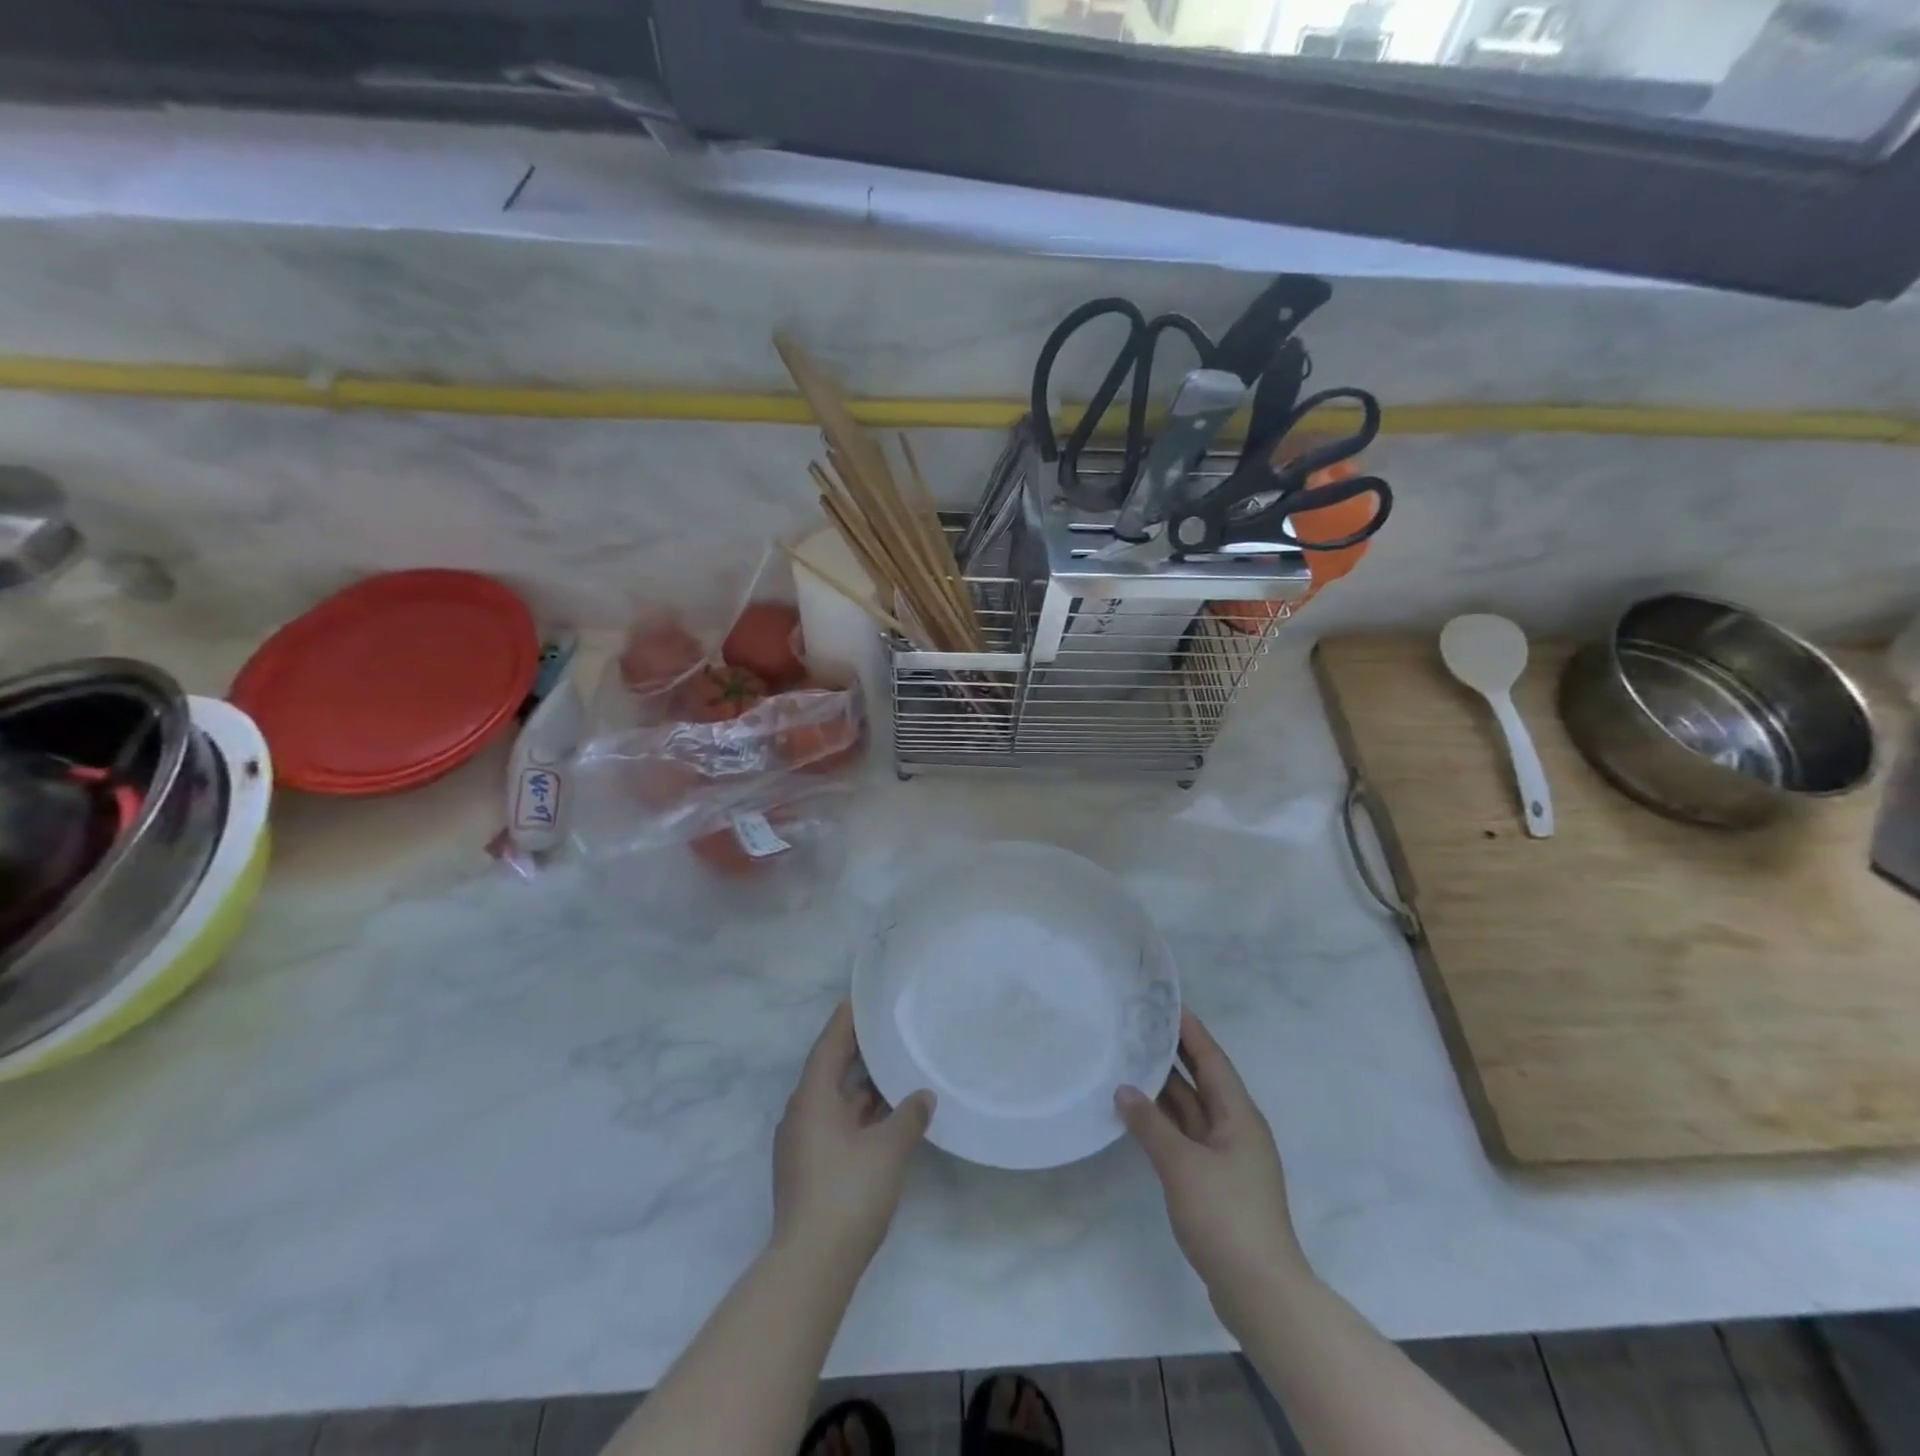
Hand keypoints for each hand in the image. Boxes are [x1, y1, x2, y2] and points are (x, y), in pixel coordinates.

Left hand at [772, 1000, 933, 1271]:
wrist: (811, 1265)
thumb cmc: (848, 1193)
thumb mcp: (888, 1149)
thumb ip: (909, 1116)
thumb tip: (923, 1095)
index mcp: (812, 1098)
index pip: (829, 1044)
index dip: (846, 1019)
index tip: (861, 996)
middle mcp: (801, 1113)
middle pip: (830, 1070)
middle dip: (857, 1051)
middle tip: (886, 1028)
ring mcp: (802, 1143)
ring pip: (834, 1100)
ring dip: (860, 1086)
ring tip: (893, 1068)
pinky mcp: (809, 1168)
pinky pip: (835, 1123)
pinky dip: (858, 1113)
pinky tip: (885, 1117)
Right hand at [1116, 1010, 1307, 1307]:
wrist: (1260, 1292)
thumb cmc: (1226, 1216)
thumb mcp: (1182, 1165)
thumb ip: (1150, 1124)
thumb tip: (1124, 1089)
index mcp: (1239, 1115)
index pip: (1211, 1059)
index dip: (1190, 1030)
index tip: (1165, 1002)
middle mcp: (1236, 1128)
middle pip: (1202, 1080)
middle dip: (1173, 1054)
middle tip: (1139, 1026)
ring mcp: (1227, 1157)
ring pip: (1192, 1110)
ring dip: (1164, 1089)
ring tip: (1130, 1060)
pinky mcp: (1216, 1181)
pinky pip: (1187, 1135)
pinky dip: (1164, 1121)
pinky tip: (1138, 1114)